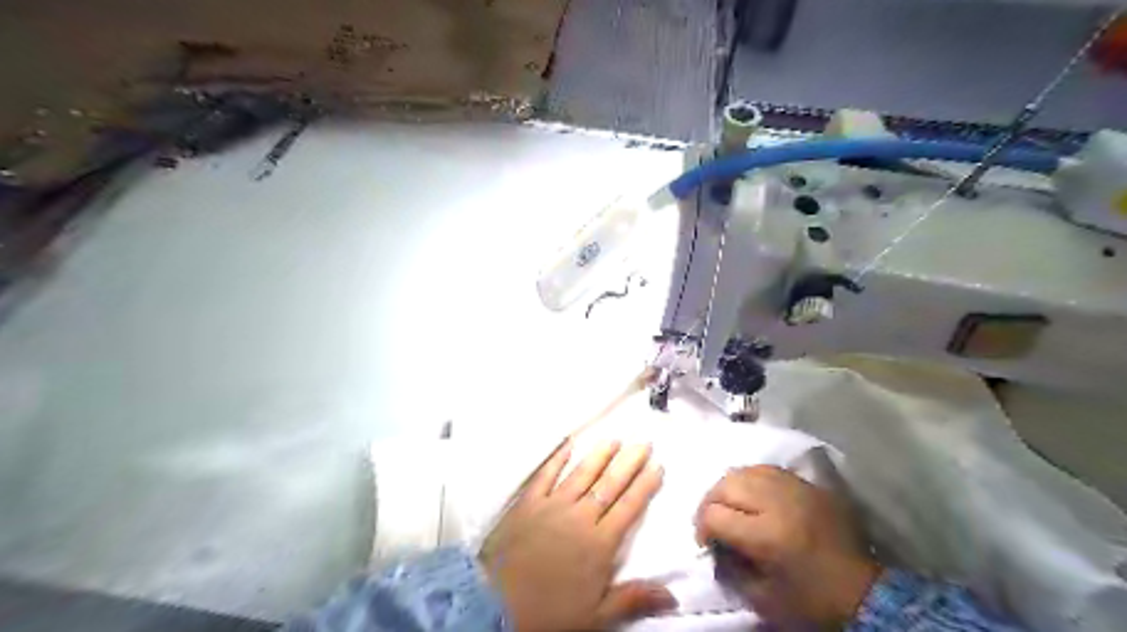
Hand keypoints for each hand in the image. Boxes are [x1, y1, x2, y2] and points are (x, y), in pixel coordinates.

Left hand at [480, 440, 672, 631]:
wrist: (496, 606)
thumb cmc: (550, 612)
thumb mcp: (596, 615)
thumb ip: (633, 598)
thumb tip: (673, 595)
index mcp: (600, 543)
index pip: (629, 507)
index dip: (645, 485)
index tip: (658, 466)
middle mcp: (580, 516)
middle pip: (610, 484)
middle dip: (629, 462)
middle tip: (643, 442)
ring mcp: (552, 505)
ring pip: (582, 474)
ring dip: (600, 455)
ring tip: (614, 439)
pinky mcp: (528, 502)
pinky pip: (545, 475)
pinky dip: (557, 458)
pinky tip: (567, 444)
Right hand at [696, 464, 879, 626]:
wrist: (865, 592)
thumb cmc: (810, 599)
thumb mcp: (762, 596)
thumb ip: (730, 567)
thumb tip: (714, 544)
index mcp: (766, 535)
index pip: (715, 515)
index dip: (702, 528)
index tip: (706, 542)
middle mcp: (778, 502)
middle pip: (726, 484)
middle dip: (710, 502)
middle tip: (713, 520)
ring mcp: (795, 488)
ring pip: (745, 470)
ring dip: (730, 488)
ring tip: (731, 505)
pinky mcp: (809, 484)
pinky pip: (768, 470)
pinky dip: (752, 479)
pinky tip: (753, 495)